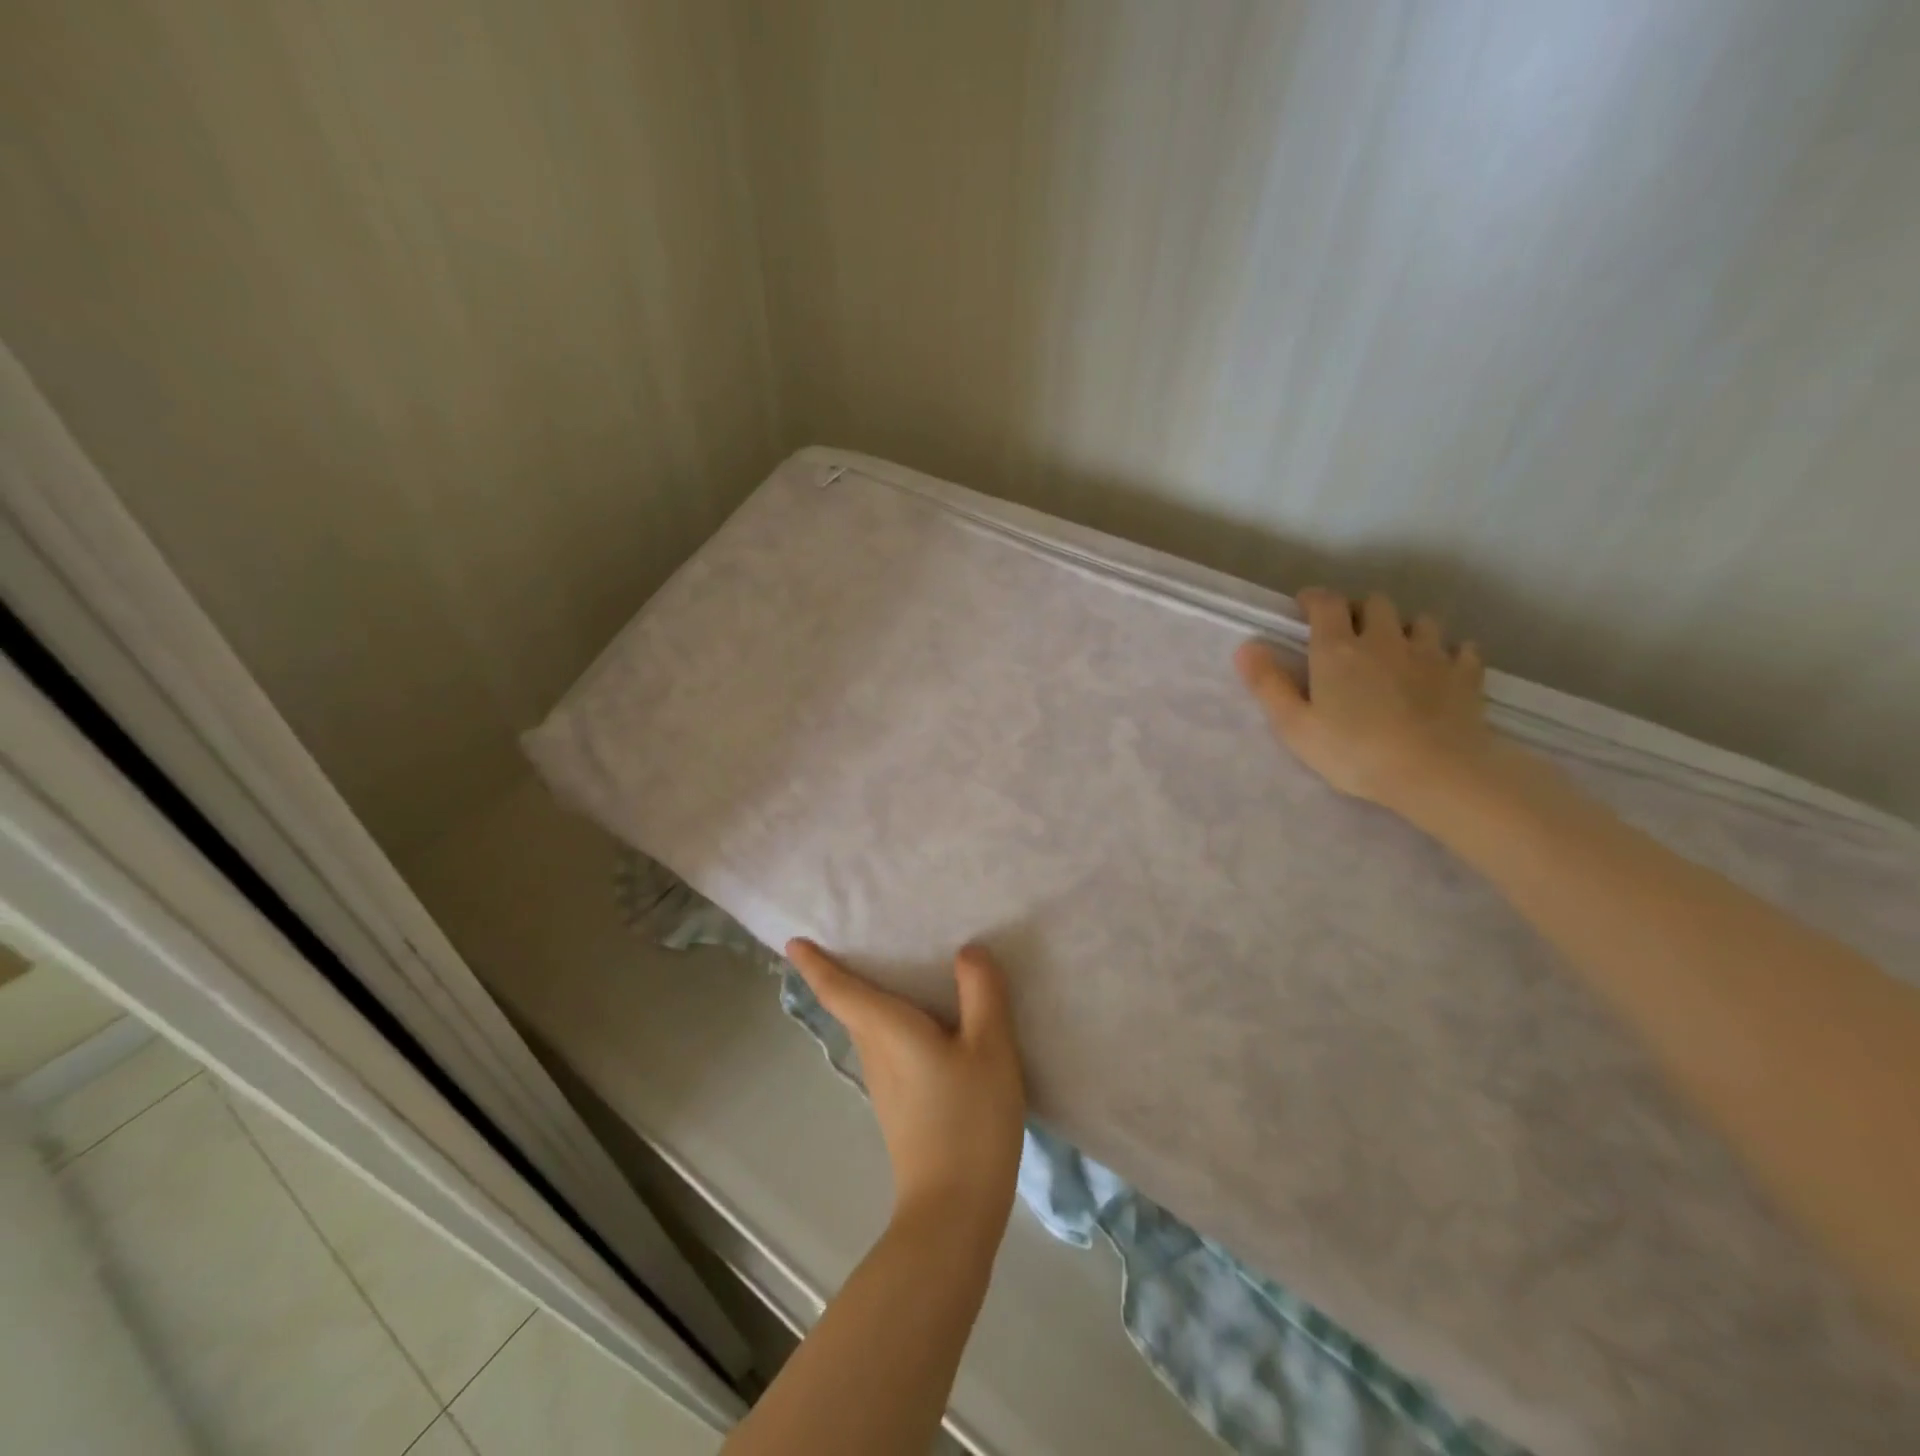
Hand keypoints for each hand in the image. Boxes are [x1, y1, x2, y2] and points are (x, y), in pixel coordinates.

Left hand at [786, 940, 1026, 1242]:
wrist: (955, 1211)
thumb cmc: (970, 1121)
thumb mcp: (990, 1048)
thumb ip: (981, 993)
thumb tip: (967, 951)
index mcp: (887, 1030)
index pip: (840, 991)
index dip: (815, 964)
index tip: (794, 943)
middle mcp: (876, 1053)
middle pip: (851, 1007)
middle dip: (842, 974)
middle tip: (853, 938)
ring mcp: (885, 1085)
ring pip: (869, 1028)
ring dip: (869, 999)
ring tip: (893, 970)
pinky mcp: (899, 1106)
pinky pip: (887, 1047)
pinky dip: (892, 1023)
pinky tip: (924, 1024)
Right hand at [1234, 588, 1494, 814]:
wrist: (1437, 773)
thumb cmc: (1354, 753)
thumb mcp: (1296, 726)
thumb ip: (1269, 685)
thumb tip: (1247, 646)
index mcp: (1338, 649)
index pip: (1326, 603)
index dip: (1314, 599)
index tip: (1305, 607)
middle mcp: (1385, 639)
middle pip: (1375, 602)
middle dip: (1360, 610)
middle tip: (1350, 633)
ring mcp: (1431, 654)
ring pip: (1421, 620)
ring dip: (1405, 627)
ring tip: (1397, 649)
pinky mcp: (1465, 674)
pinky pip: (1461, 649)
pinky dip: (1449, 653)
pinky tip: (1442, 669)